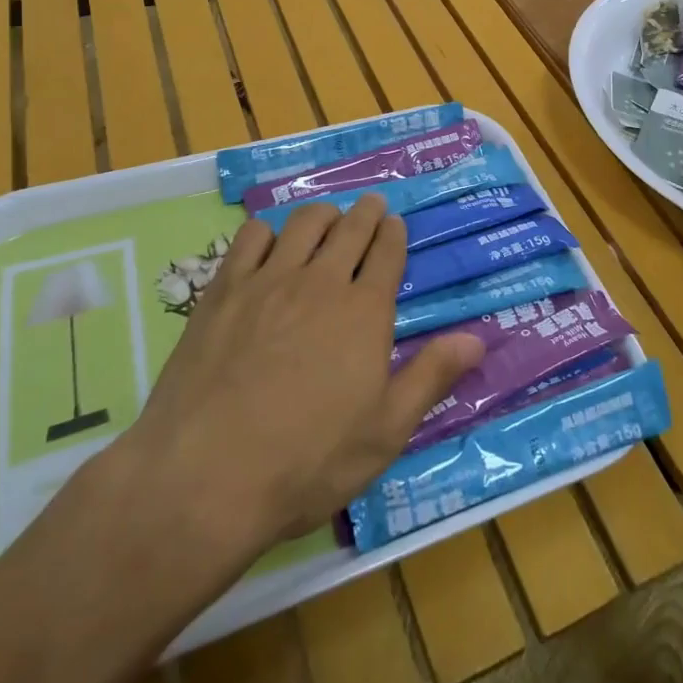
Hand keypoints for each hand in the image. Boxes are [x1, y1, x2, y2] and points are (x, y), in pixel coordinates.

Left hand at [126, 194, 484, 556]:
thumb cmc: (307, 461)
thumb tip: (477, 339)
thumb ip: (430, 377)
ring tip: (327, 218)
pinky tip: (269, 243)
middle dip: (365, 213)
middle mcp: (320, 282)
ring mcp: (268, 281)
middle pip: (350, 229)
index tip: (395, 223)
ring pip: (303, 224)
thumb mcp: (385, 432)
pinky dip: (268, 231)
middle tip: (370, 206)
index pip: (386, 253)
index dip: (393, 233)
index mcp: (364, 312)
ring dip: (323, 214)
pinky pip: (250, 238)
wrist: (205, 476)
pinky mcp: (223, 290)